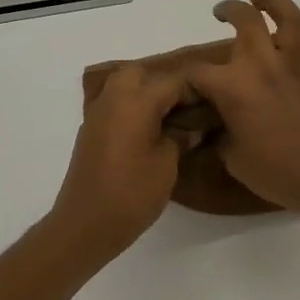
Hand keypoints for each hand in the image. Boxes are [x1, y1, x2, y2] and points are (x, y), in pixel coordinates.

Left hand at [48, 64, 189, 254]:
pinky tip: (149, 132)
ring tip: (170, 120)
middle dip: (165, 84)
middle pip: (141, 74)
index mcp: (135, 101)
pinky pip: (114, 105)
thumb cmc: (132, 194)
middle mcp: (113, 99)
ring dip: (146, 94)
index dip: (196, 89)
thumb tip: (191, 126)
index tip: (214, 103)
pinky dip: (132, 108)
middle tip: (186, 109)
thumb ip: (181, 137)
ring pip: (123, 86)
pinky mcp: (91, 131)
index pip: (173, 81)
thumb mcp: (167, 164)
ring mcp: (98, 114)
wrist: (86, 224)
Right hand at [187, 0, 299, 215]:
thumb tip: (213, 129)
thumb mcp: (233, 158)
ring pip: (288, 17)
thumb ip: (220, 135)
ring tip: (261, 0)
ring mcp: (296, 65)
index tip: (187, 86)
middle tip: (222, 13)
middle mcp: (263, 65)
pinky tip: (299, 37)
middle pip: (245, 18)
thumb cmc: (276, 172)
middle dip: (229, 10)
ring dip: (272, 2)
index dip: (187, 78)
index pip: (198, 72)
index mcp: (233, 87)